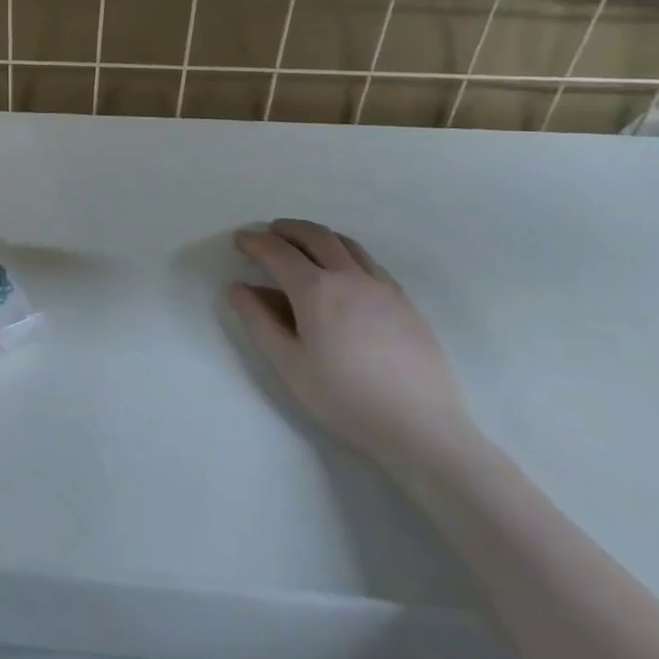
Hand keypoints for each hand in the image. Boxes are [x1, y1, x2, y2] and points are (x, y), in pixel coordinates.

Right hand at [228, 219, 475, 471]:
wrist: (421, 429)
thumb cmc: (345, 398)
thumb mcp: (289, 364)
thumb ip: (258, 321)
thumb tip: (237, 287)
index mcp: (315, 289)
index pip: (277, 251)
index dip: (255, 242)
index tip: (240, 240)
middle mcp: (348, 276)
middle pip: (314, 235)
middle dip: (287, 228)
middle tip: (270, 233)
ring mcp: (381, 286)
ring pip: (346, 244)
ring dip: (319, 236)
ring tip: (304, 244)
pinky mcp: (405, 302)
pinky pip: (370, 262)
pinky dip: (347, 253)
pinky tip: (344, 272)